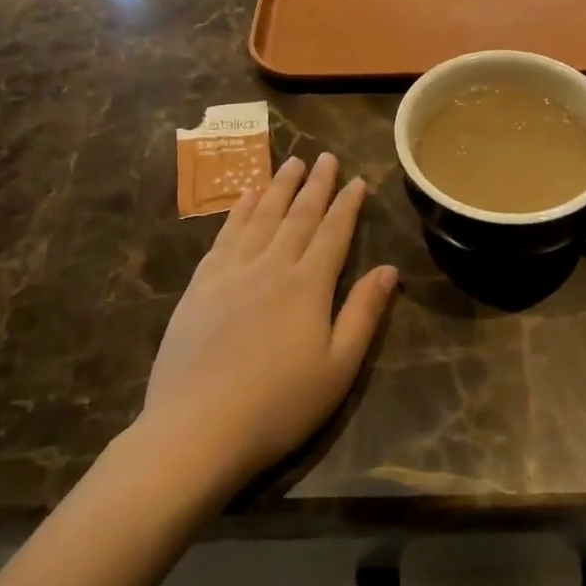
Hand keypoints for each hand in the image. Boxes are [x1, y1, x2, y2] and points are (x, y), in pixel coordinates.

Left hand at [143, 154, 397, 491]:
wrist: (196, 428)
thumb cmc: (278, 405)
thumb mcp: (338, 368)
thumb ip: (363, 313)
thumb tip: (388, 269)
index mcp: (308, 285)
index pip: (333, 233)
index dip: (347, 205)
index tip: (357, 180)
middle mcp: (271, 266)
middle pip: (298, 215)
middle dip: (315, 184)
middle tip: (325, 156)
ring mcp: (232, 272)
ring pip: (262, 216)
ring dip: (279, 187)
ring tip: (291, 163)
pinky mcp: (201, 284)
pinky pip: (226, 234)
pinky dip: (240, 210)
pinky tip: (247, 196)